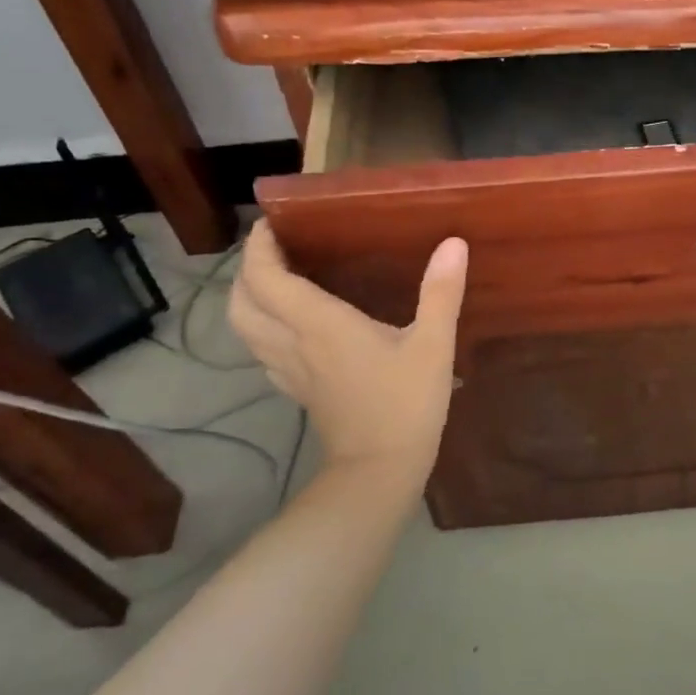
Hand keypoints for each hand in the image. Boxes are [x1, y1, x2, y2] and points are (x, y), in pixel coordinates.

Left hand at [228, 224, 468, 478]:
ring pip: (245, 328)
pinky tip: (290, 327)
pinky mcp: (297, 391)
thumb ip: (441, 293)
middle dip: (247, 270)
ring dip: (249, 298)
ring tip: (276, 280)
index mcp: (320, 324)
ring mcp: (289, 371)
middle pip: (242, 302)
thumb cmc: (406, 404)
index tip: (274, 223)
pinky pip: (263, 351)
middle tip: (274, 250)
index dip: (259, 247)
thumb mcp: (433, 346)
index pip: (266, 278)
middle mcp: (293, 343)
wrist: (380, 470)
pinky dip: (263, 329)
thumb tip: (453, 244)